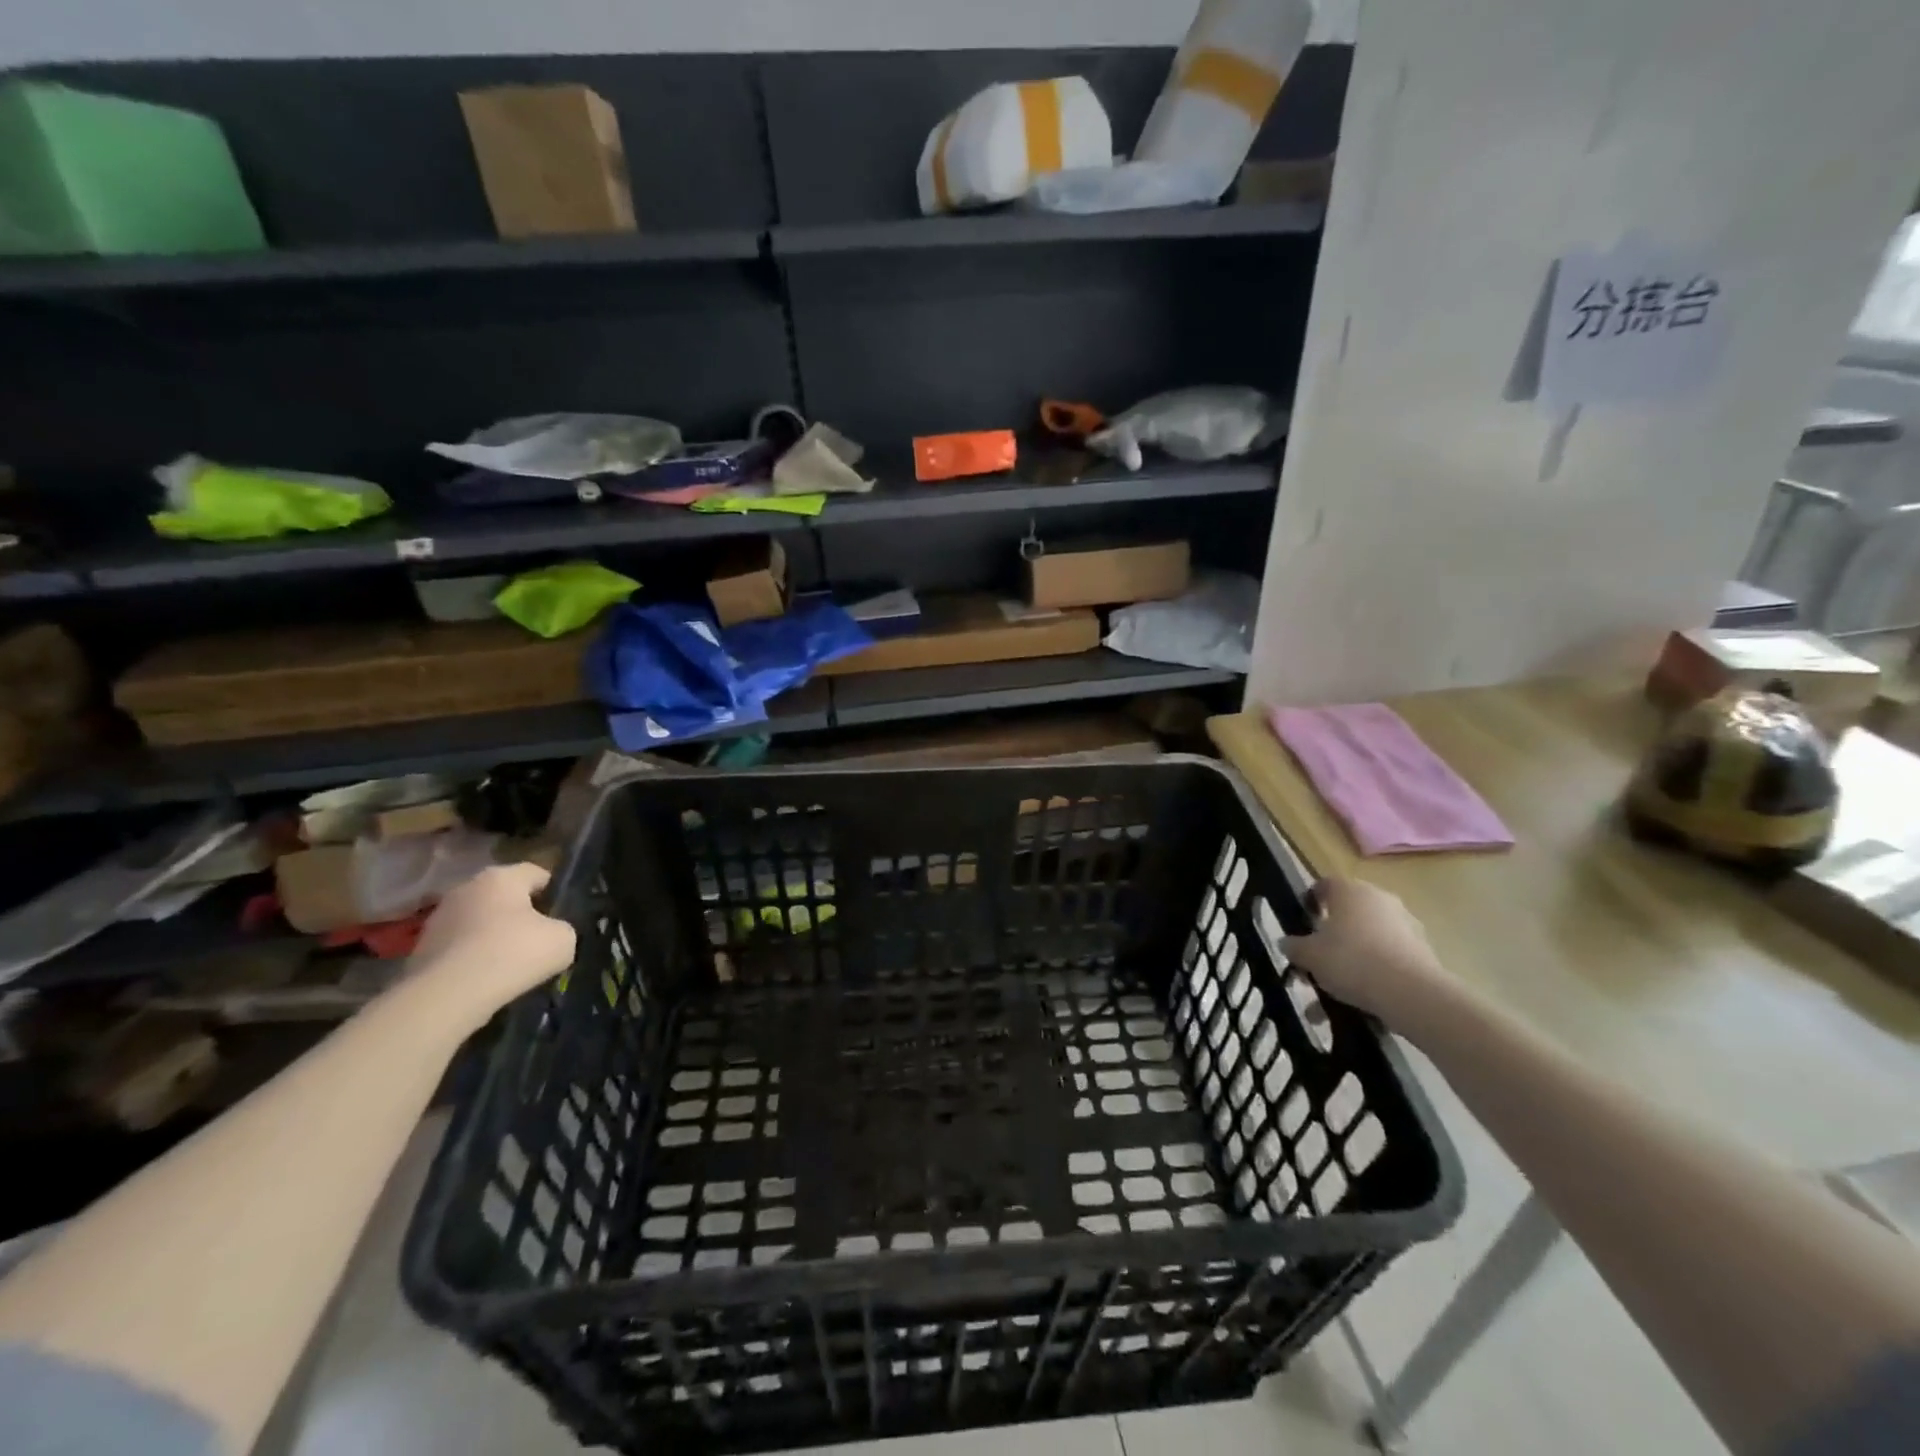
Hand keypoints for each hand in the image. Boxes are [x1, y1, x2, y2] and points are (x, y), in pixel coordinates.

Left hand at [407, 863, 576, 1026]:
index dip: (553, 891)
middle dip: (520, 915)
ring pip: (478, 922)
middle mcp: (466, 888)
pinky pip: (458, 948)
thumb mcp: (563, 940)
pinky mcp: (420, 949)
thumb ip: (562, 929)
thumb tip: (551, 935)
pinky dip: (471, 959)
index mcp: (501, 877)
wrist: (447, 996)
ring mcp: (438, 919)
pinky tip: (483, 980)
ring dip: (492, 937)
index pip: (536, 873)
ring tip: (508, 966)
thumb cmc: (513, 953)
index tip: (561, 915)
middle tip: (537, 940)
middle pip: (503, 897)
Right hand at [1280, 878, 1451, 1028]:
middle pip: (1347, 915)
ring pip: (1367, 941)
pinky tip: (1359, 1002)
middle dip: (1330, 938)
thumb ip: (1294, 947)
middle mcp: (1379, 899)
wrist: (1411, 993)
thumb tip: (1287, 943)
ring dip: (1350, 962)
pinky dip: (1372, 975)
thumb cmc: (1351, 960)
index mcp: (1349, 891)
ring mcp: (1405, 925)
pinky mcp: (1422, 951)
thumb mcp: (1309, 955)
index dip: (1310, 902)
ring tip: (1334, 995)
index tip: (1302, 923)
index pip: (1324, 886)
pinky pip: (1387, 959)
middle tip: (1315, 962)